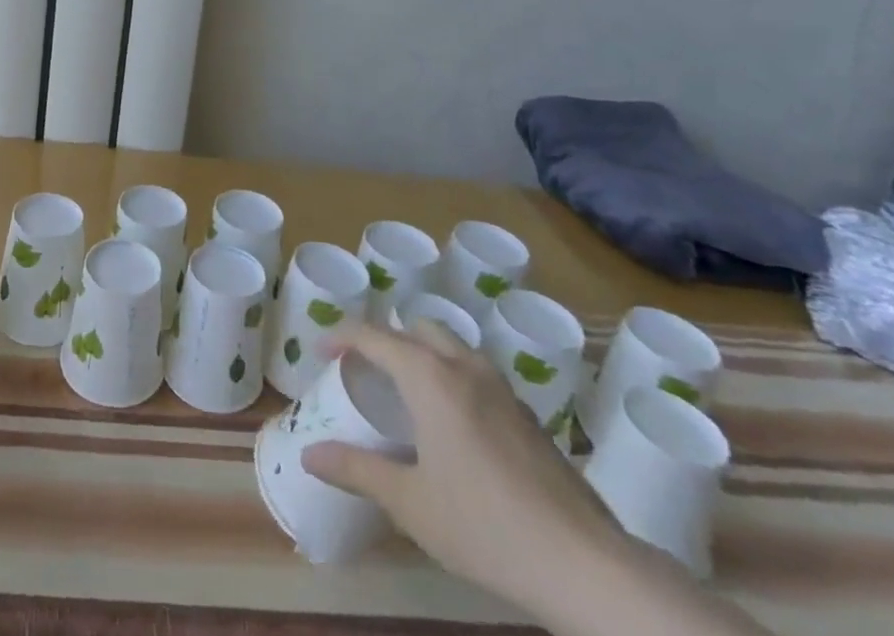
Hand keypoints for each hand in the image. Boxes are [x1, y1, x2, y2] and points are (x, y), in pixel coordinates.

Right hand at [301, 321, 627, 614]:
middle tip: (366, 370)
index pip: (374, 335)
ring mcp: (502, 388)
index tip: (321, 351)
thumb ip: (357, 471)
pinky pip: (476, 373)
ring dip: (422, 354)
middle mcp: (464, 367)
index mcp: (430, 377)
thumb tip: (308, 454)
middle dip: (386, 339)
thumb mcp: (410, 503)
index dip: (341, 336)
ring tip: (406, 392)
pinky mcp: (527, 414)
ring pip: (451, 346)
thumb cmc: (484, 526)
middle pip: (417, 329)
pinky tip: (453, 424)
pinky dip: (451, 377)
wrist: (584, 564)